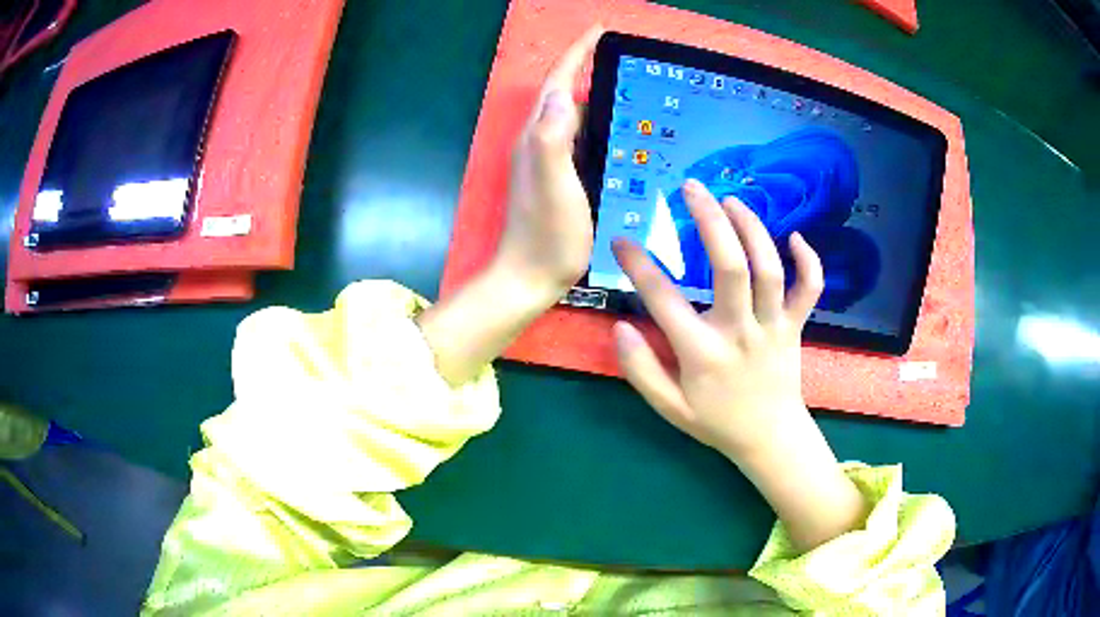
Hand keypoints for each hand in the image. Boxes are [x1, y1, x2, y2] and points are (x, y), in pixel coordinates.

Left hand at [491, 25, 601, 305]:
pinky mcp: (560, 178)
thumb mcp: (554, 185)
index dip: (577, 54)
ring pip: (573, 116)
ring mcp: (549, 161)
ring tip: (634, 93)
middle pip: (564, 94)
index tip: (599, 32)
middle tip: (627, 63)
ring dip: (598, 98)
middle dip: (591, 70)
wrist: (530, 277)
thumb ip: (552, 139)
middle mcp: (540, 142)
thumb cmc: (546, 235)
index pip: (557, 82)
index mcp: (539, 137)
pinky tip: (623, 135)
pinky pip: (581, 139)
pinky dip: (600, 127)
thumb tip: (560, 94)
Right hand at [612, 179, 821, 457]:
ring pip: (769, 269)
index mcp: (703, 353)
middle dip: (710, 221)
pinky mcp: (796, 326)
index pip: (664, 300)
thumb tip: (619, 327)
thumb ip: (641, 370)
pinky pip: (809, 289)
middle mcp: (740, 332)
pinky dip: (808, 260)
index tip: (621, 240)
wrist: (770, 438)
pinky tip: (794, 236)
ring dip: (751, 228)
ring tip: (731, 199)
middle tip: (691, 188)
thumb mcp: (670, 408)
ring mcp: (773, 327)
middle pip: (730, 267)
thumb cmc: (717, 422)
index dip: (639, 265)